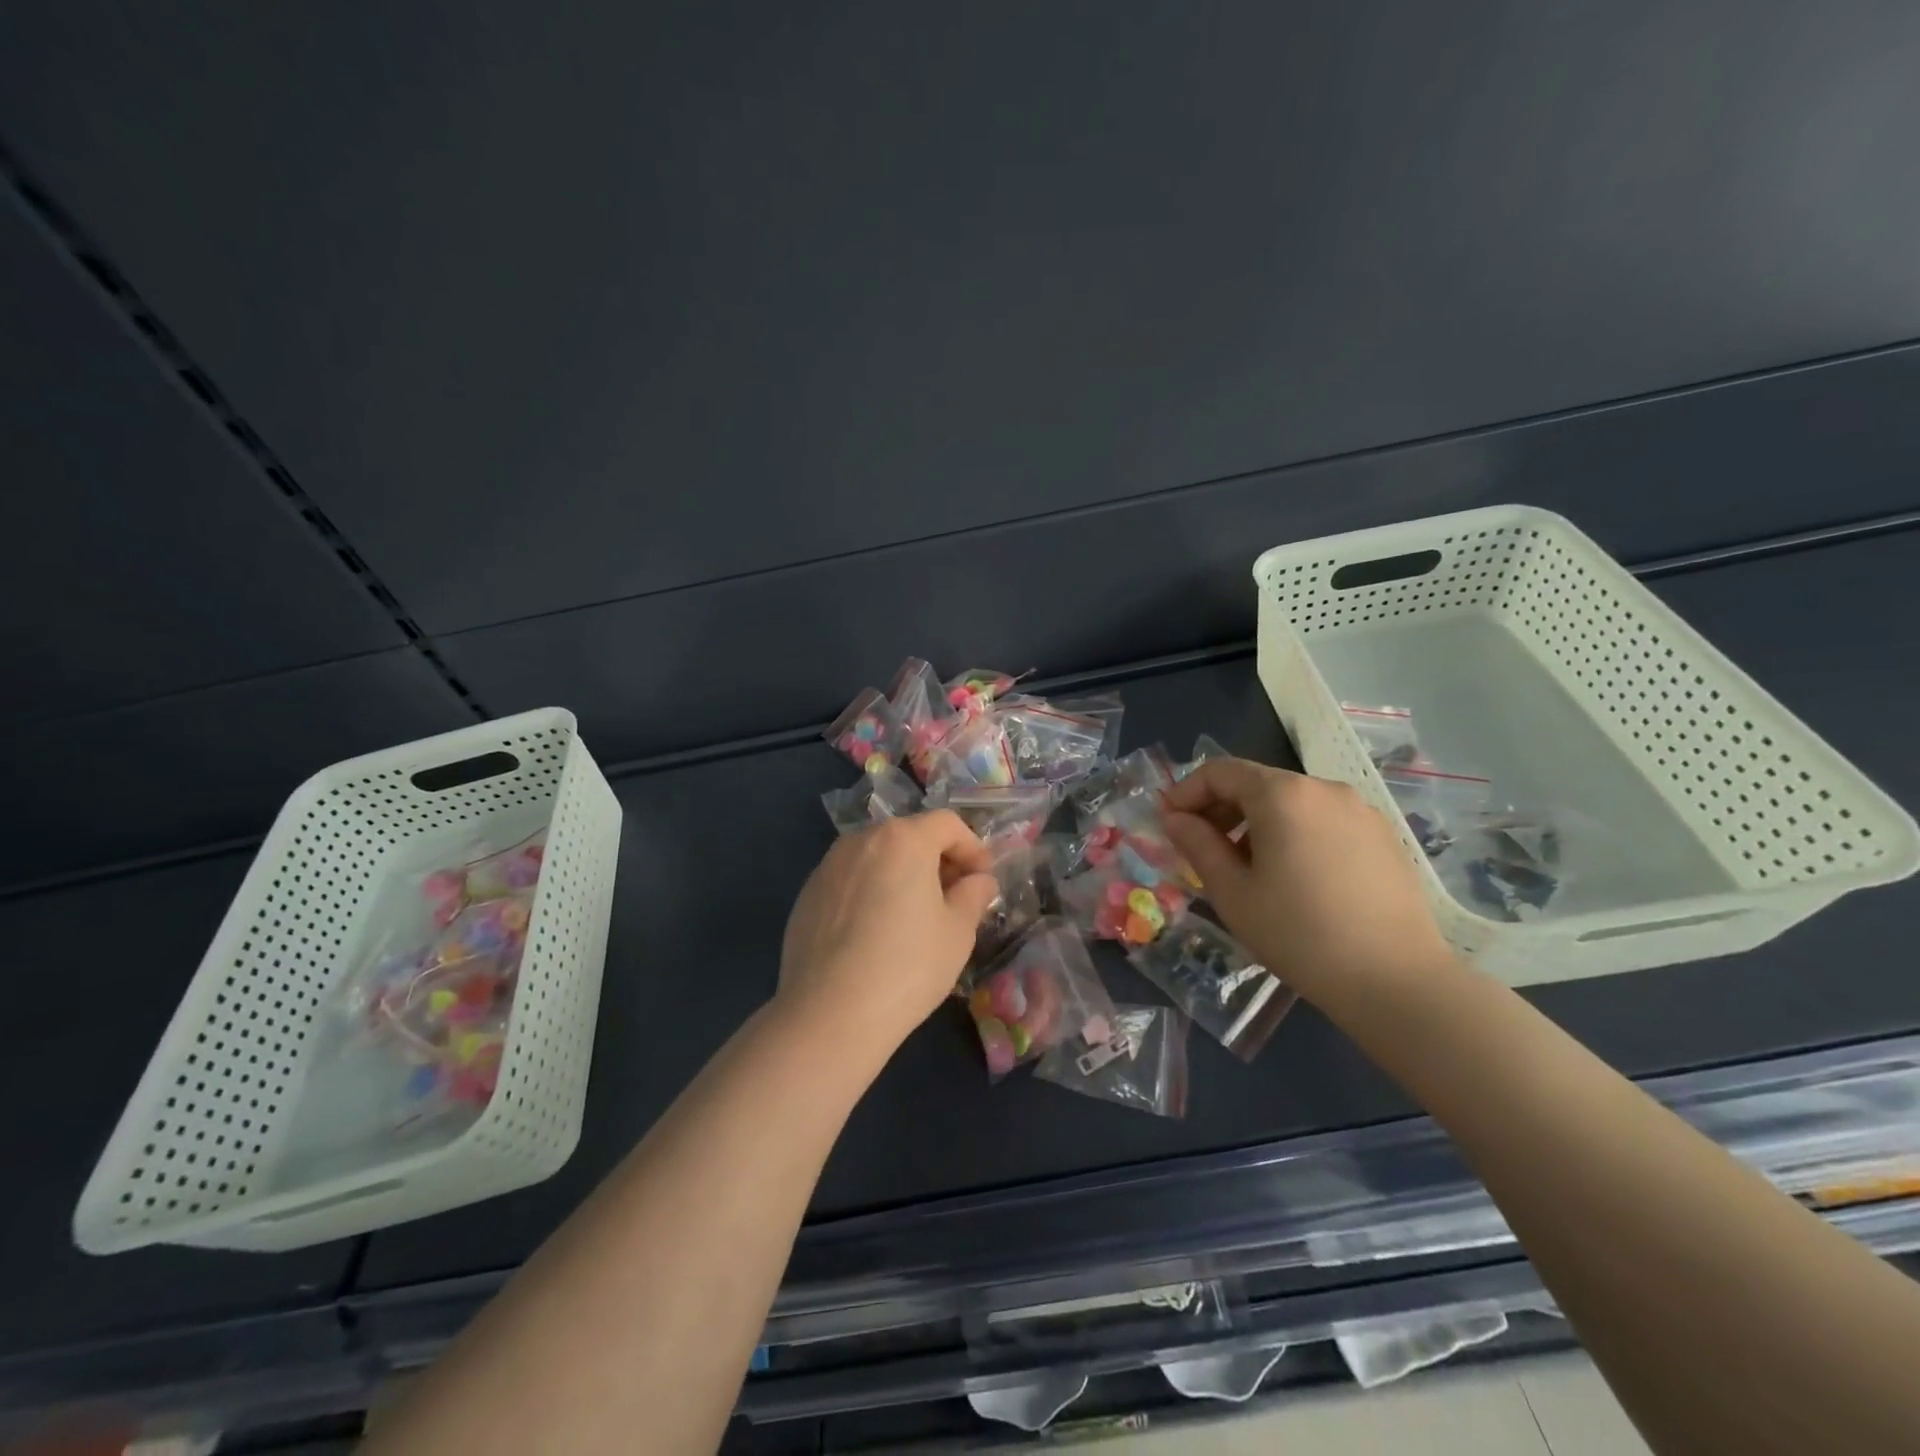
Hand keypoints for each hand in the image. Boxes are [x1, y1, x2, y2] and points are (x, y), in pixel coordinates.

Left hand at [778, 811, 999, 1057]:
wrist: (829, 1014)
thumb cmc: (907, 967)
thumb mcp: (958, 932)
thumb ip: (973, 895)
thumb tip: (979, 880)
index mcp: (903, 839)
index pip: (948, 824)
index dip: (973, 848)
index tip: (983, 880)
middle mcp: (861, 840)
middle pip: (910, 836)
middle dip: (938, 860)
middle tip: (955, 898)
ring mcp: (828, 865)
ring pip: (878, 857)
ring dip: (903, 874)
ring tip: (915, 916)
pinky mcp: (808, 894)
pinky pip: (851, 880)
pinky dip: (872, 891)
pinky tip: (876, 933)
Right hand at [1160, 757, 1451, 1005]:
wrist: (1396, 981)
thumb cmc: (1299, 934)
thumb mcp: (1232, 892)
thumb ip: (1197, 844)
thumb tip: (1175, 818)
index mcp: (1283, 794)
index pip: (1220, 771)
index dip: (1186, 792)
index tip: (1168, 824)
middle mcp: (1324, 789)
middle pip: (1257, 783)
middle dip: (1220, 809)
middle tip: (1201, 848)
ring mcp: (1360, 811)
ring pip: (1291, 802)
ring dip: (1256, 823)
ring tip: (1246, 868)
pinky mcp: (1383, 836)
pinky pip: (1322, 820)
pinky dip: (1293, 833)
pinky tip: (1293, 878)